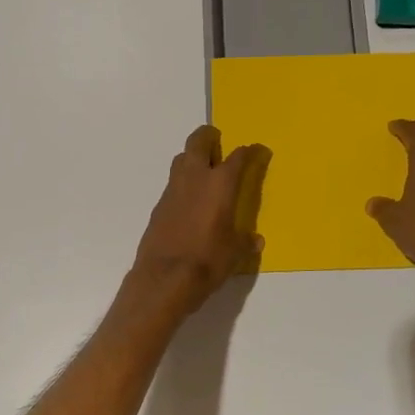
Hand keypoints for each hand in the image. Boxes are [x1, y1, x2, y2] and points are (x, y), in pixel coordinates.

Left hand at [130, 125, 269, 318]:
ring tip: (204, 169)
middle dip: (209, 136)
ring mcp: (172, 189)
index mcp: (220, 184)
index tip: (256, 150)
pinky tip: (189, 199)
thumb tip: (256, 240)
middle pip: (198, 142)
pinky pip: (173, 183)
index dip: (249, 151)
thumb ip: (245, 242)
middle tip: (218, 141)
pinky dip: (182, 182)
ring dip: (192, 157)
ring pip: (181, 158)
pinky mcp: (159, 205)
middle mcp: (195, 178)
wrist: (164, 278)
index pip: (238, 158)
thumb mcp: (234, 253)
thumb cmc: (207, 261)